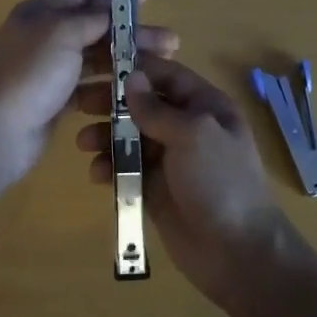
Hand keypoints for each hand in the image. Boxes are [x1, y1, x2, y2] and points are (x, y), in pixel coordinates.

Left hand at [0, 0, 177, 188]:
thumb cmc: (32, 73)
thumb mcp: (64, 33)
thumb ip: (93, 17)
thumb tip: (113, 3)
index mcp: (40, 13)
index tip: (150, 1)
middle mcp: (44, 37)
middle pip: (96, 29)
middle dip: (132, 34)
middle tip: (171, 42)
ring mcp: (49, 70)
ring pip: (95, 59)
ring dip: (126, 60)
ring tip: (162, 67)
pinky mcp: (55, 99)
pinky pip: (89, 87)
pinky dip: (110, 87)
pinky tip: (134, 91)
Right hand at [76, 53, 293, 309]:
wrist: (237, 251)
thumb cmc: (220, 181)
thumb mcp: (193, 135)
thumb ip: (157, 109)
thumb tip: (131, 78)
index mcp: (206, 106)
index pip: (167, 75)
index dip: (136, 67)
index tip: (99, 64)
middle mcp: (188, 127)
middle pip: (144, 105)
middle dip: (113, 103)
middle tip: (79, 103)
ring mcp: (171, 160)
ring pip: (131, 137)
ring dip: (107, 137)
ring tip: (83, 143)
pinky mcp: (156, 189)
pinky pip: (128, 170)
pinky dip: (111, 167)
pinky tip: (97, 174)